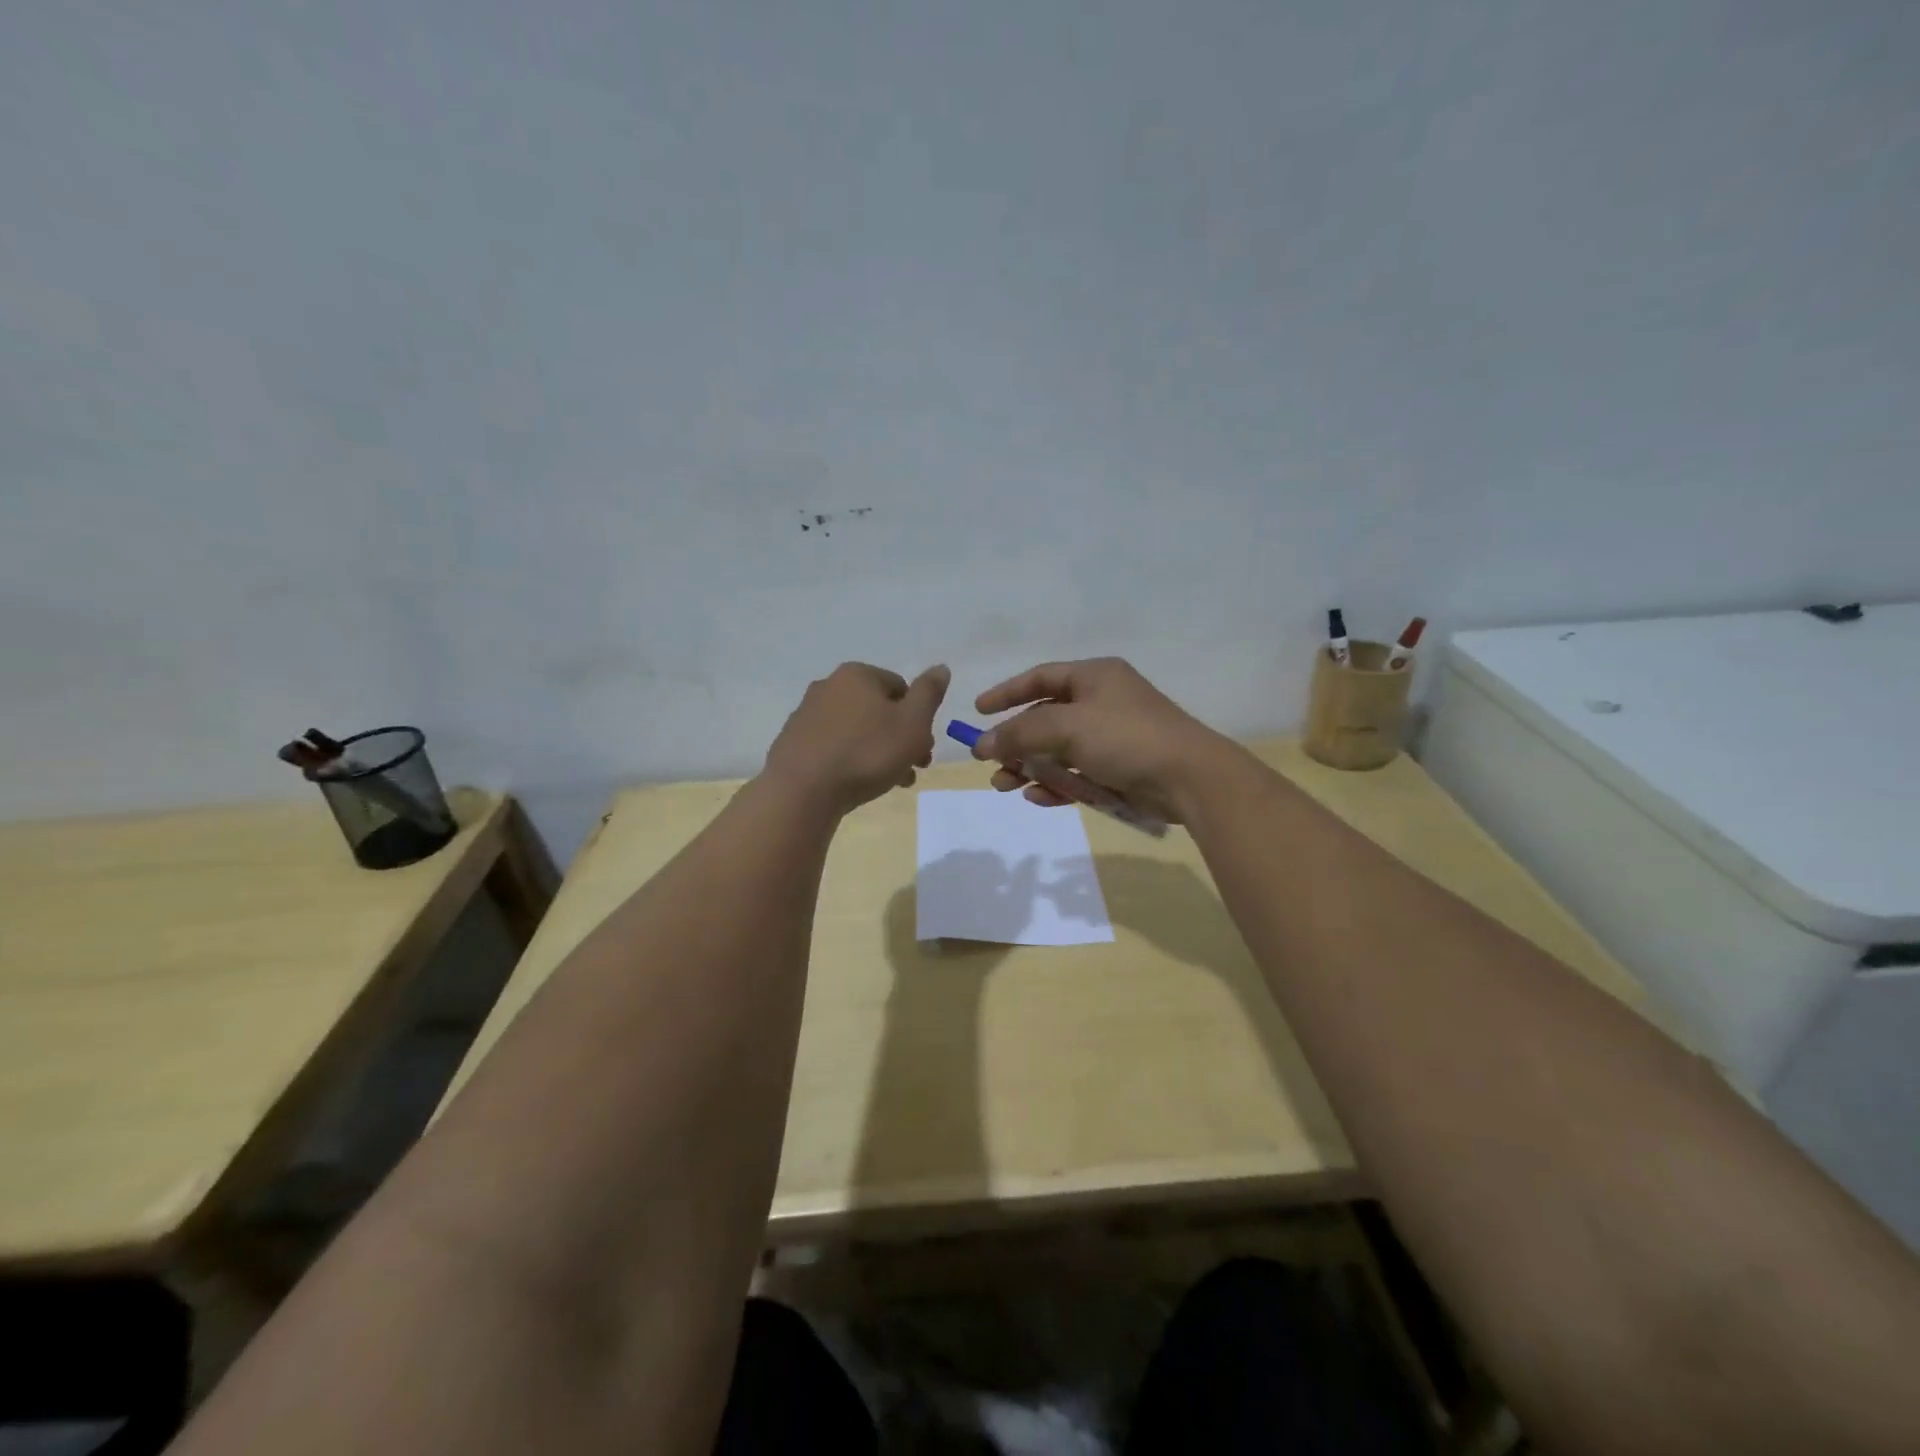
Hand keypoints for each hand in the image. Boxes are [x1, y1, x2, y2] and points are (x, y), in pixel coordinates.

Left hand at [764, 662, 949, 814]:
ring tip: (889, 782)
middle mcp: (828, 686)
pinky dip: (850, 760)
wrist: (803, 791)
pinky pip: (833, 746)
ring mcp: (806, 714)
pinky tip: (856, 783)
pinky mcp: (793, 742)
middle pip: (878, 710)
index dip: (919, 718)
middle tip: (912, 769)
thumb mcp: (912, 723)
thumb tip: (940, 668)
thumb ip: (929, 693)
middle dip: (899, 738)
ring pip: (856, 730)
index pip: (901, 688)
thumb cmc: (867, 753)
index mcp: (858, 675)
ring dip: (878, 752)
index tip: (924, 748)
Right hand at [972, 658, 1237, 823]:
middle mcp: (1102, 702)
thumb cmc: (1126, 738)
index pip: (1040, 678)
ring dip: (1030, 767)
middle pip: (1045, 718)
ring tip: (1004, 786)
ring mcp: (1111, 737)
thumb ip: (1021, 733)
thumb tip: (982, 744)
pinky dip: (1056, 785)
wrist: (1189, 778)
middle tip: (988, 762)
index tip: (978, 712)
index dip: (1007, 693)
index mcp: (1094, 677)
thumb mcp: (1067, 727)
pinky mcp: (1119, 769)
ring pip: (1058, 750)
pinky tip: (1038, 798)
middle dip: (1015, 741)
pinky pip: (1077, 774)